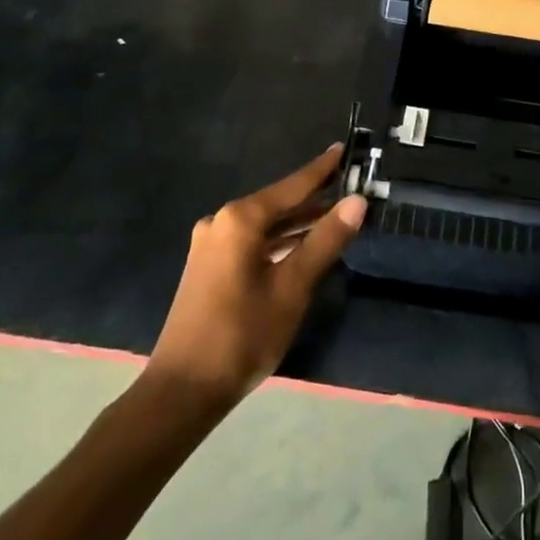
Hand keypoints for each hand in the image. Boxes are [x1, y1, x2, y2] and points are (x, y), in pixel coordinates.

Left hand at [145, 147, 365, 410]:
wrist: (182, 391)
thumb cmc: (242, 334)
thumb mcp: (293, 287)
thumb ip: (326, 240)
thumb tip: (357, 201)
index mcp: (241, 219)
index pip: (292, 186)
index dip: (322, 169)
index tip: (343, 148)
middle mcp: (222, 222)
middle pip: (278, 203)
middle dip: (314, 199)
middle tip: (350, 189)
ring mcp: (211, 245)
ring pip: (265, 224)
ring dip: (298, 222)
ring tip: (335, 216)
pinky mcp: (208, 267)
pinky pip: (252, 241)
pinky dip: (279, 240)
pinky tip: (301, 246)